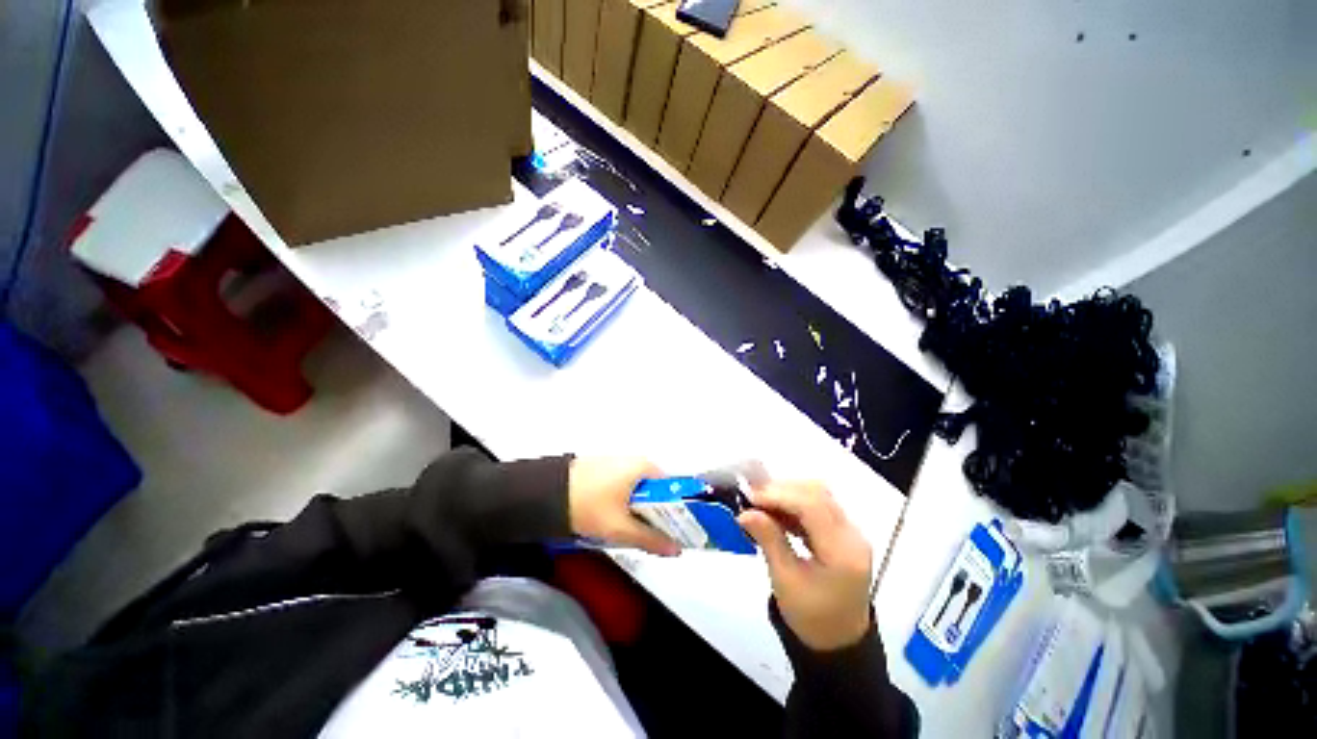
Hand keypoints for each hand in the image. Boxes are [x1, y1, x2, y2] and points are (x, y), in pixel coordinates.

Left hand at [568, 457, 679, 556]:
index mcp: (644, 466)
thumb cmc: (589, 505)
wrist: (545, 493)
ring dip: (638, 511)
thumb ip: (650, 539)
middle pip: (655, 490)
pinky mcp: (603, 469)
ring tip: (630, 533)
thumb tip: (677, 550)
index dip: (676, 511)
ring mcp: (617, 463)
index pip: (672, 488)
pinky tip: (613, 520)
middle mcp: (634, 460)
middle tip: (650, 538)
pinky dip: (624, 503)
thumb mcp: (620, 527)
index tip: (674, 532)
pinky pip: (623, 488)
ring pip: (638, 491)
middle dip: (655, 514)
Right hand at [738, 482, 873, 650]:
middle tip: (752, 497)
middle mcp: (853, 535)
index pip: (812, 506)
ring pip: (818, 494)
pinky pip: (818, 504)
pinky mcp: (844, 531)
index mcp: (843, 553)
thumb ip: (768, 540)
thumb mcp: (785, 581)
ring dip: (787, 493)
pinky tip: (776, 510)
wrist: (838, 640)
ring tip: (760, 502)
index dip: (779, 494)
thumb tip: (745, 511)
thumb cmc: (810, 617)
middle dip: (781, 489)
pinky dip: (794, 502)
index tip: (750, 497)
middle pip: (817, 493)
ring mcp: (851, 532)